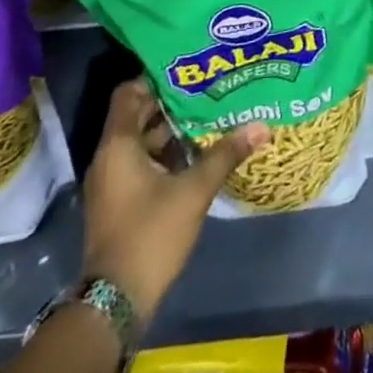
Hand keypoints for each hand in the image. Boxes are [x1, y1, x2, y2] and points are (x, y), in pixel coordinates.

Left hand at [82, 79, 267, 323]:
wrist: (115, 303)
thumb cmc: (150, 234)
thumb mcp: (193, 191)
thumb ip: (225, 154)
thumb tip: (262, 125)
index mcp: (119, 146)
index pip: (129, 93)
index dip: (156, 78)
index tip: (189, 69)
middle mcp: (110, 158)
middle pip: (139, 115)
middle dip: (173, 102)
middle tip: (210, 88)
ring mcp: (113, 182)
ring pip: (143, 141)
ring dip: (173, 129)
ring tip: (211, 115)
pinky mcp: (121, 202)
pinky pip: (143, 163)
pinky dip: (167, 154)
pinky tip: (199, 153)